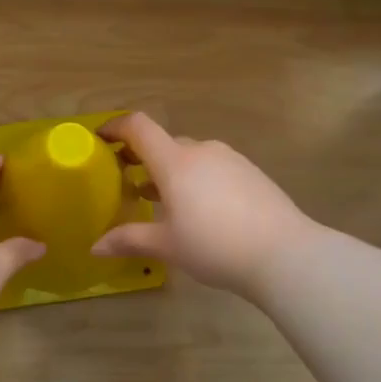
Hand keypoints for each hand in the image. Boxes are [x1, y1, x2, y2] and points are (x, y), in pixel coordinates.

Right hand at [91, 113, 316, 298]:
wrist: (285, 254)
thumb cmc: (215, 246)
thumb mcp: (167, 246)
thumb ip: (129, 240)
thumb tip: (95, 247)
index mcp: (175, 163)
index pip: (139, 128)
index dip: (116, 127)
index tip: (101, 138)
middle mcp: (202, 152)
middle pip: (165, 144)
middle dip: (144, 159)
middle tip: (130, 183)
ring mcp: (231, 160)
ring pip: (191, 157)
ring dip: (173, 172)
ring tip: (166, 202)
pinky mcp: (252, 173)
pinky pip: (214, 168)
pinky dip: (198, 180)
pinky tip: (203, 211)